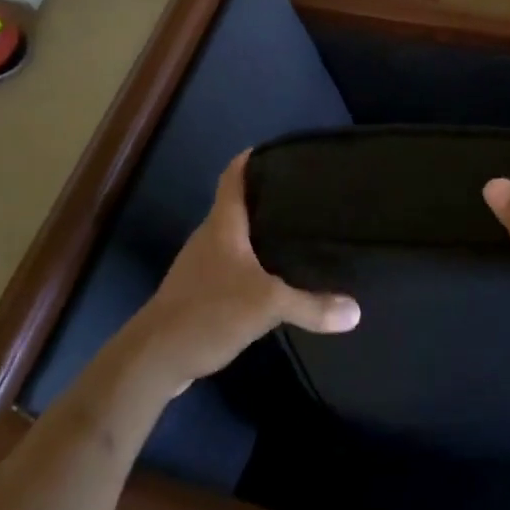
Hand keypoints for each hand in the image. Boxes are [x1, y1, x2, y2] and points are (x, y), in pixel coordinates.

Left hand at [129, 152, 359, 388]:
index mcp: (222, 225)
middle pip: (237, 206)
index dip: (251, 159)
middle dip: (267, 199)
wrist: (153, 358)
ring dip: (260, 234)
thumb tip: (356, 311)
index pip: (233, 177)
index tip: (277, 151)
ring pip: (235, 239)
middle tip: (305, 197)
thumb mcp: (267, 305)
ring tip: (296, 234)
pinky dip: (252, 266)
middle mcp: (209, 238)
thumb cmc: (208, 312)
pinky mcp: (198, 294)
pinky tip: (273, 279)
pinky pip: (231, 268)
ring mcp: (200, 267)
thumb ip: (311, 305)